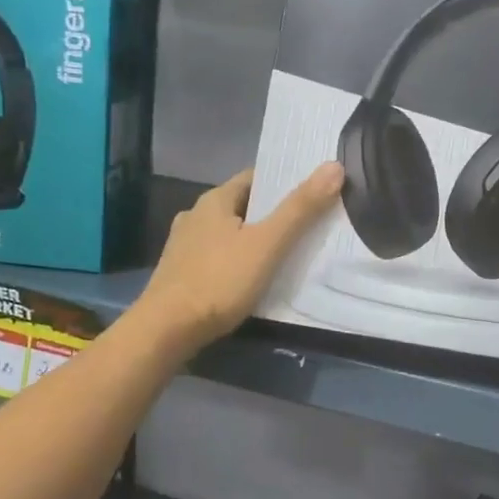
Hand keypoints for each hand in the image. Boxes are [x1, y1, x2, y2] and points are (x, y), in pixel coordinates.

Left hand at [134, 163, 343, 353]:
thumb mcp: (266, 244)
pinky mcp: (181, 274)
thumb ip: (300, 208)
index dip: (285, 182)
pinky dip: (239, 260)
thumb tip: (334, 166)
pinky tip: (254, 277)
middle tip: (310, 223)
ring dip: (255, 238)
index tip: (314, 191)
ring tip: (287, 252)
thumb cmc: (218, 281)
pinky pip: (219, 257)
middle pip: (243, 205)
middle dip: (273, 213)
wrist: (165, 331)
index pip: (256, 177)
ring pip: (230, 233)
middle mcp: (195, 216)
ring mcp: (184, 246)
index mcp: (214, 200)